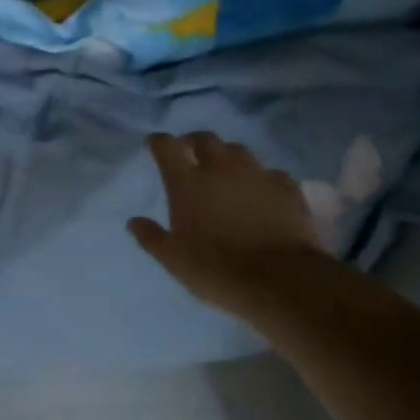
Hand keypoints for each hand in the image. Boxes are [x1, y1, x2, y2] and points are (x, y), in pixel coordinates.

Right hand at [128, 131, 323, 318]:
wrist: (279, 280)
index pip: (167, 146)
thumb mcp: (173, 259)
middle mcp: (220, 168)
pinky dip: (261, 178)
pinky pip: (270, 173)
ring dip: (227, 155)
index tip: (154, 145)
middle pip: (204, 139)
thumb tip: (133, 222)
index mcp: (187, 182)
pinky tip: (262, 191)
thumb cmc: (216, 269)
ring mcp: (256, 174)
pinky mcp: (286, 187)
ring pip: (238, 150)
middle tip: (190, 153)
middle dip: (194, 141)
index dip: (158, 142)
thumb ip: (151, 237)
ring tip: (226, 170)